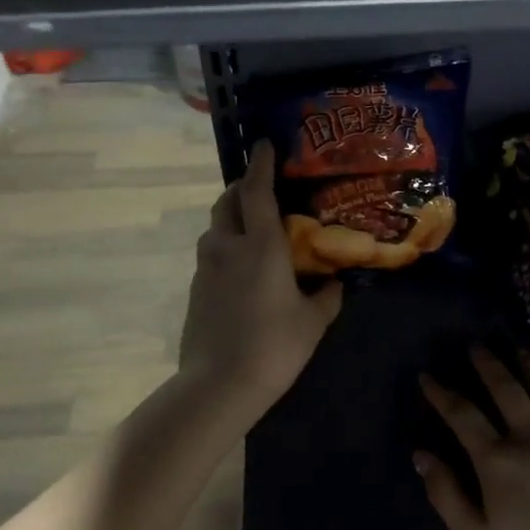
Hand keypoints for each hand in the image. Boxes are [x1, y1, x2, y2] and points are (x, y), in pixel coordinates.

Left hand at [179, 141, 342, 416]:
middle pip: (228, 201)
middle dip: (243, 187)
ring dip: (232, 216)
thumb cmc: (274, 346)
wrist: (218, 384)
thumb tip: (335, 283)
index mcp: (261, 246)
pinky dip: (226, 245)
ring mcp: (205, 267)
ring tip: (254, 227)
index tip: (264, 145)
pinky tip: (243, 266)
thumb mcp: (313, 321)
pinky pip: (211, 252)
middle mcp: (228, 247)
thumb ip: (326, 296)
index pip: (257, 191)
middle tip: (262, 187)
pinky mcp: (195, 288)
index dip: (261, 164)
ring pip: (215, 227)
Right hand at [417, 347, 529, 529]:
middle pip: (507, 390)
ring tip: (517, 348)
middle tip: (477, 345)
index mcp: (498, 462)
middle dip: (488, 364)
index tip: (427, 376)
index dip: (442, 394)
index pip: (463, 416)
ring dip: (529, 367)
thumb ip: (447, 495)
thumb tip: (422, 454)